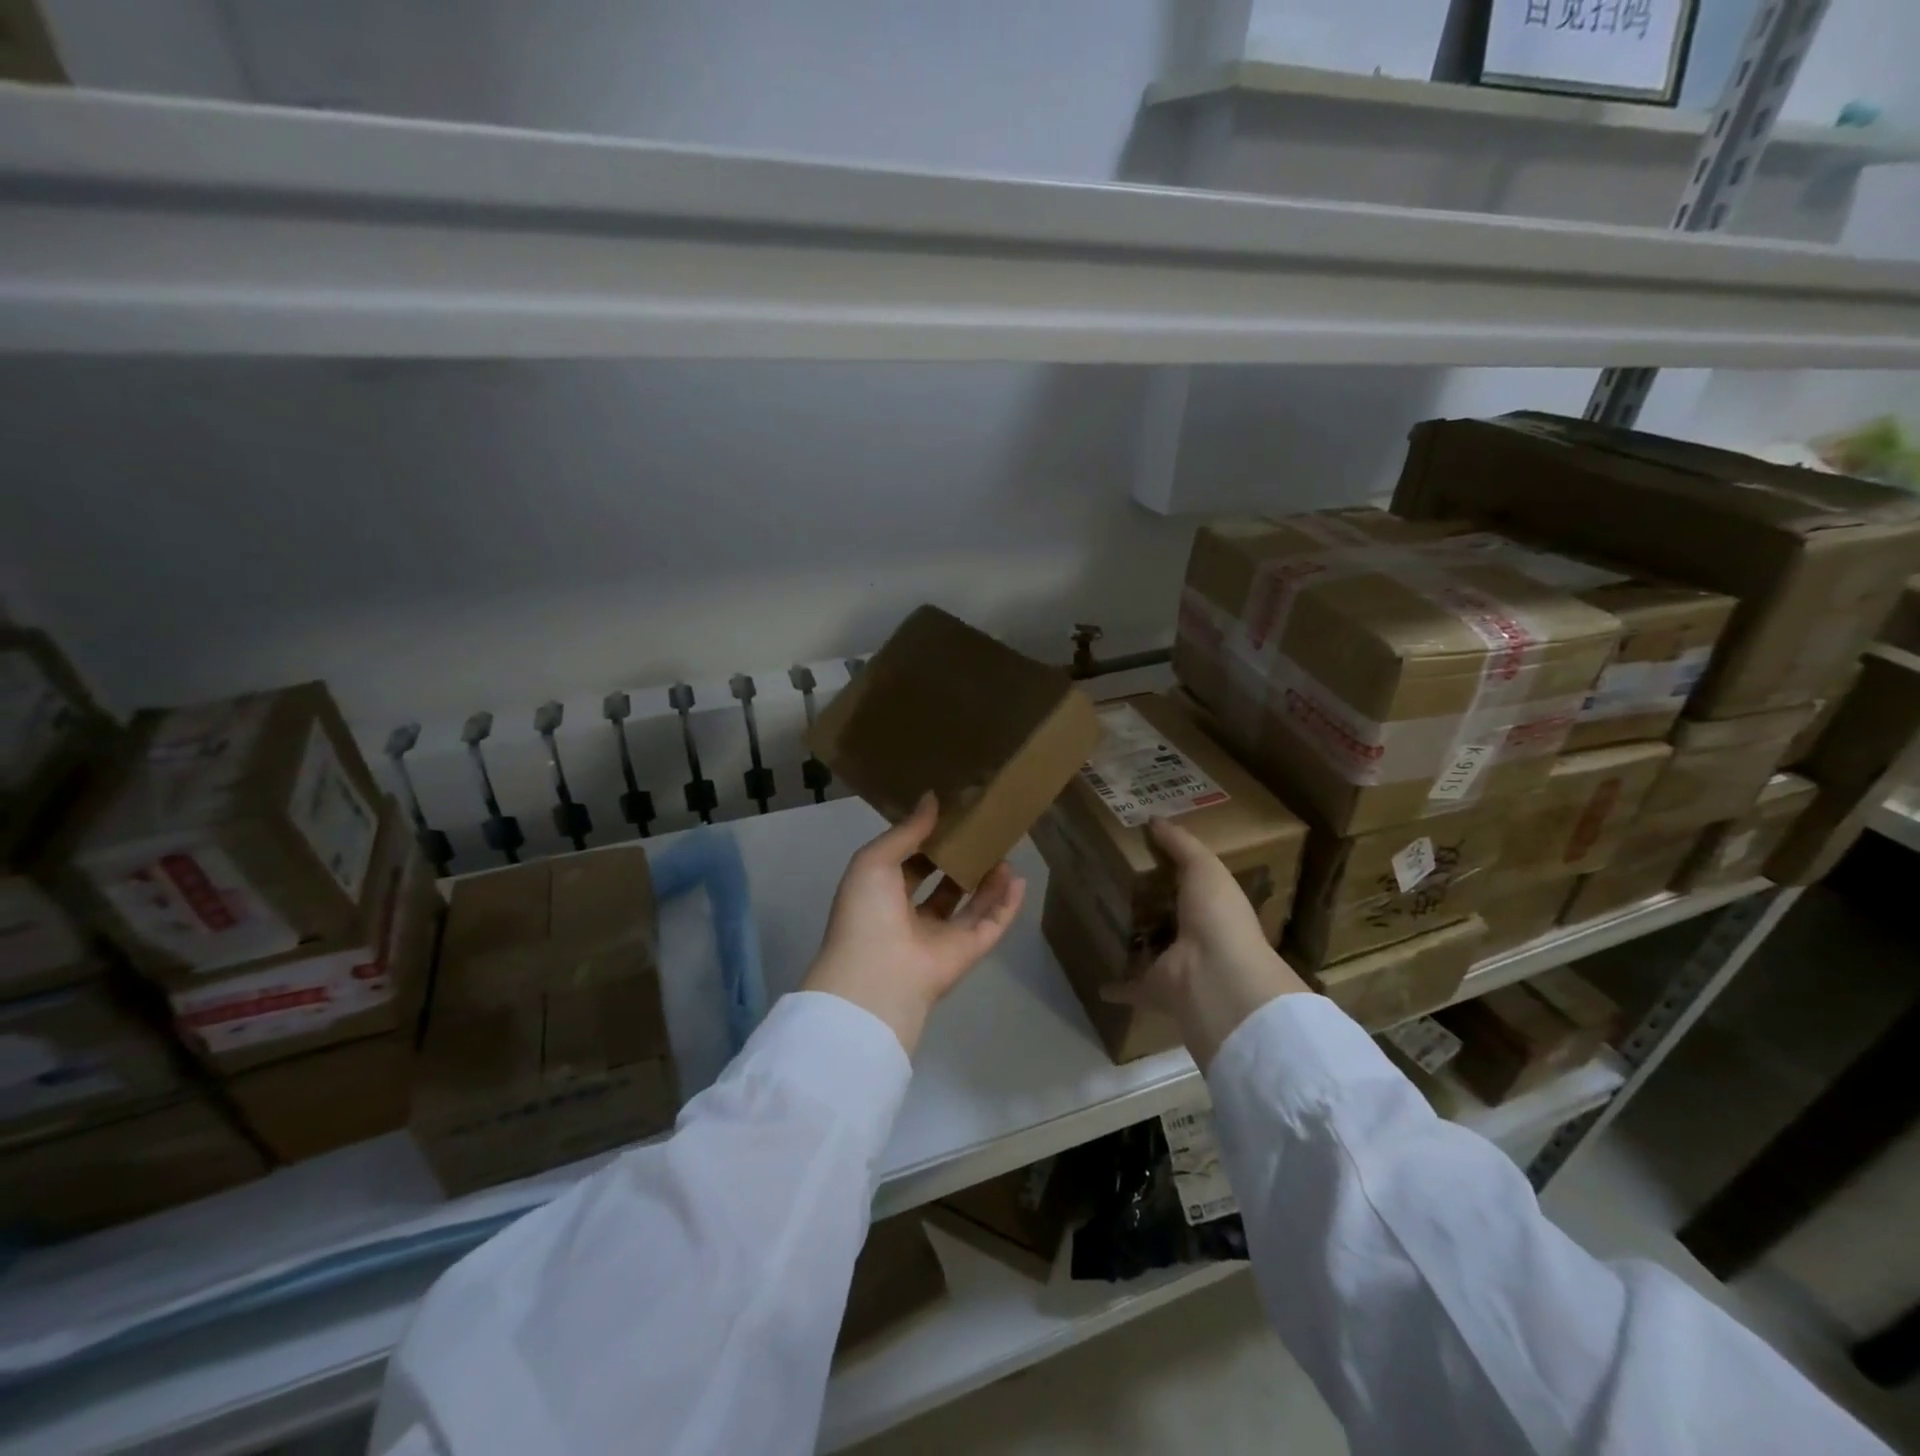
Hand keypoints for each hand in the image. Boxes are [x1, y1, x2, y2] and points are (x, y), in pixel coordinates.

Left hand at [802, 793, 1026, 1054]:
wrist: (877, 977)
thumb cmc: (866, 913)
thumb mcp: (874, 861)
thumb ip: (906, 831)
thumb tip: (931, 798)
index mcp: (882, 896)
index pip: (909, 864)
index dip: (927, 841)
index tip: (949, 815)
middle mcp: (911, 917)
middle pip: (942, 884)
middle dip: (959, 860)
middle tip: (981, 832)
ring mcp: (940, 937)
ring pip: (970, 904)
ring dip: (986, 879)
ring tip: (1003, 850)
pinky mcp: (967, 952)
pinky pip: (991, 924)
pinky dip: (1006, 904)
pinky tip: (1018, 878)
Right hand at [1104, 817, 1310, 1070]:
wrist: (1217, 976)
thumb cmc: (1217, 916)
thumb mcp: (1203, 867)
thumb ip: (1180, 844)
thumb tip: (1153, 818)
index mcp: (1210, 907)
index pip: (1190, 885)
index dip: (1171, 870)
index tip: (1144, 854)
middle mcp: (1194, 938)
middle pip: (1166, 917)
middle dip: (1146, 905)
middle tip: (1112, 885)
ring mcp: (1173, 966)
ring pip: (1148, 950)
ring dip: (1132, 942)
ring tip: (1101, 923)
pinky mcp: (1152, 989)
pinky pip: (1129, 987)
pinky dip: (1115, 987)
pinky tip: (1097, 982)